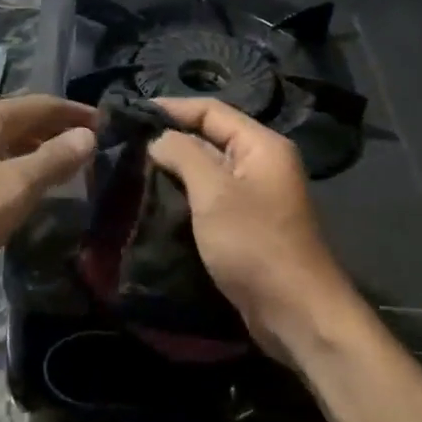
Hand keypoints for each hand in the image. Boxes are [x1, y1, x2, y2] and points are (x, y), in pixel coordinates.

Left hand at [0, 94, 95, 299]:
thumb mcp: (13, 189)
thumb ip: (52, 159)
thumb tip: (87, 136)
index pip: (40, 104)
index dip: (74, 113)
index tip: (105, 124)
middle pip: (18, 118)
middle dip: (54, 129)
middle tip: (87, 147)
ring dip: (31, 147)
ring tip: (59, 166)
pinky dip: (9, 162)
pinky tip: (16, 186)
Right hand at [146, 97, 364, 358]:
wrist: (295, 312)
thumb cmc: (254, 244)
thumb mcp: (214, 193)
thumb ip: (183, 155)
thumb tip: (157, 138)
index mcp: (261, 145)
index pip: (211, 110)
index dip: (172, 108)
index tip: (130, 114)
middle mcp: (262, 163)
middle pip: (210, 137)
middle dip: (170, 139)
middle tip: (126, 144)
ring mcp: (256, 195)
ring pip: (208, 169)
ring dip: (175, 168)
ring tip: (133, 169)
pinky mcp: (247, 224)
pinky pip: (212, 197)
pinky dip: (186, 194)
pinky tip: (156, 200)